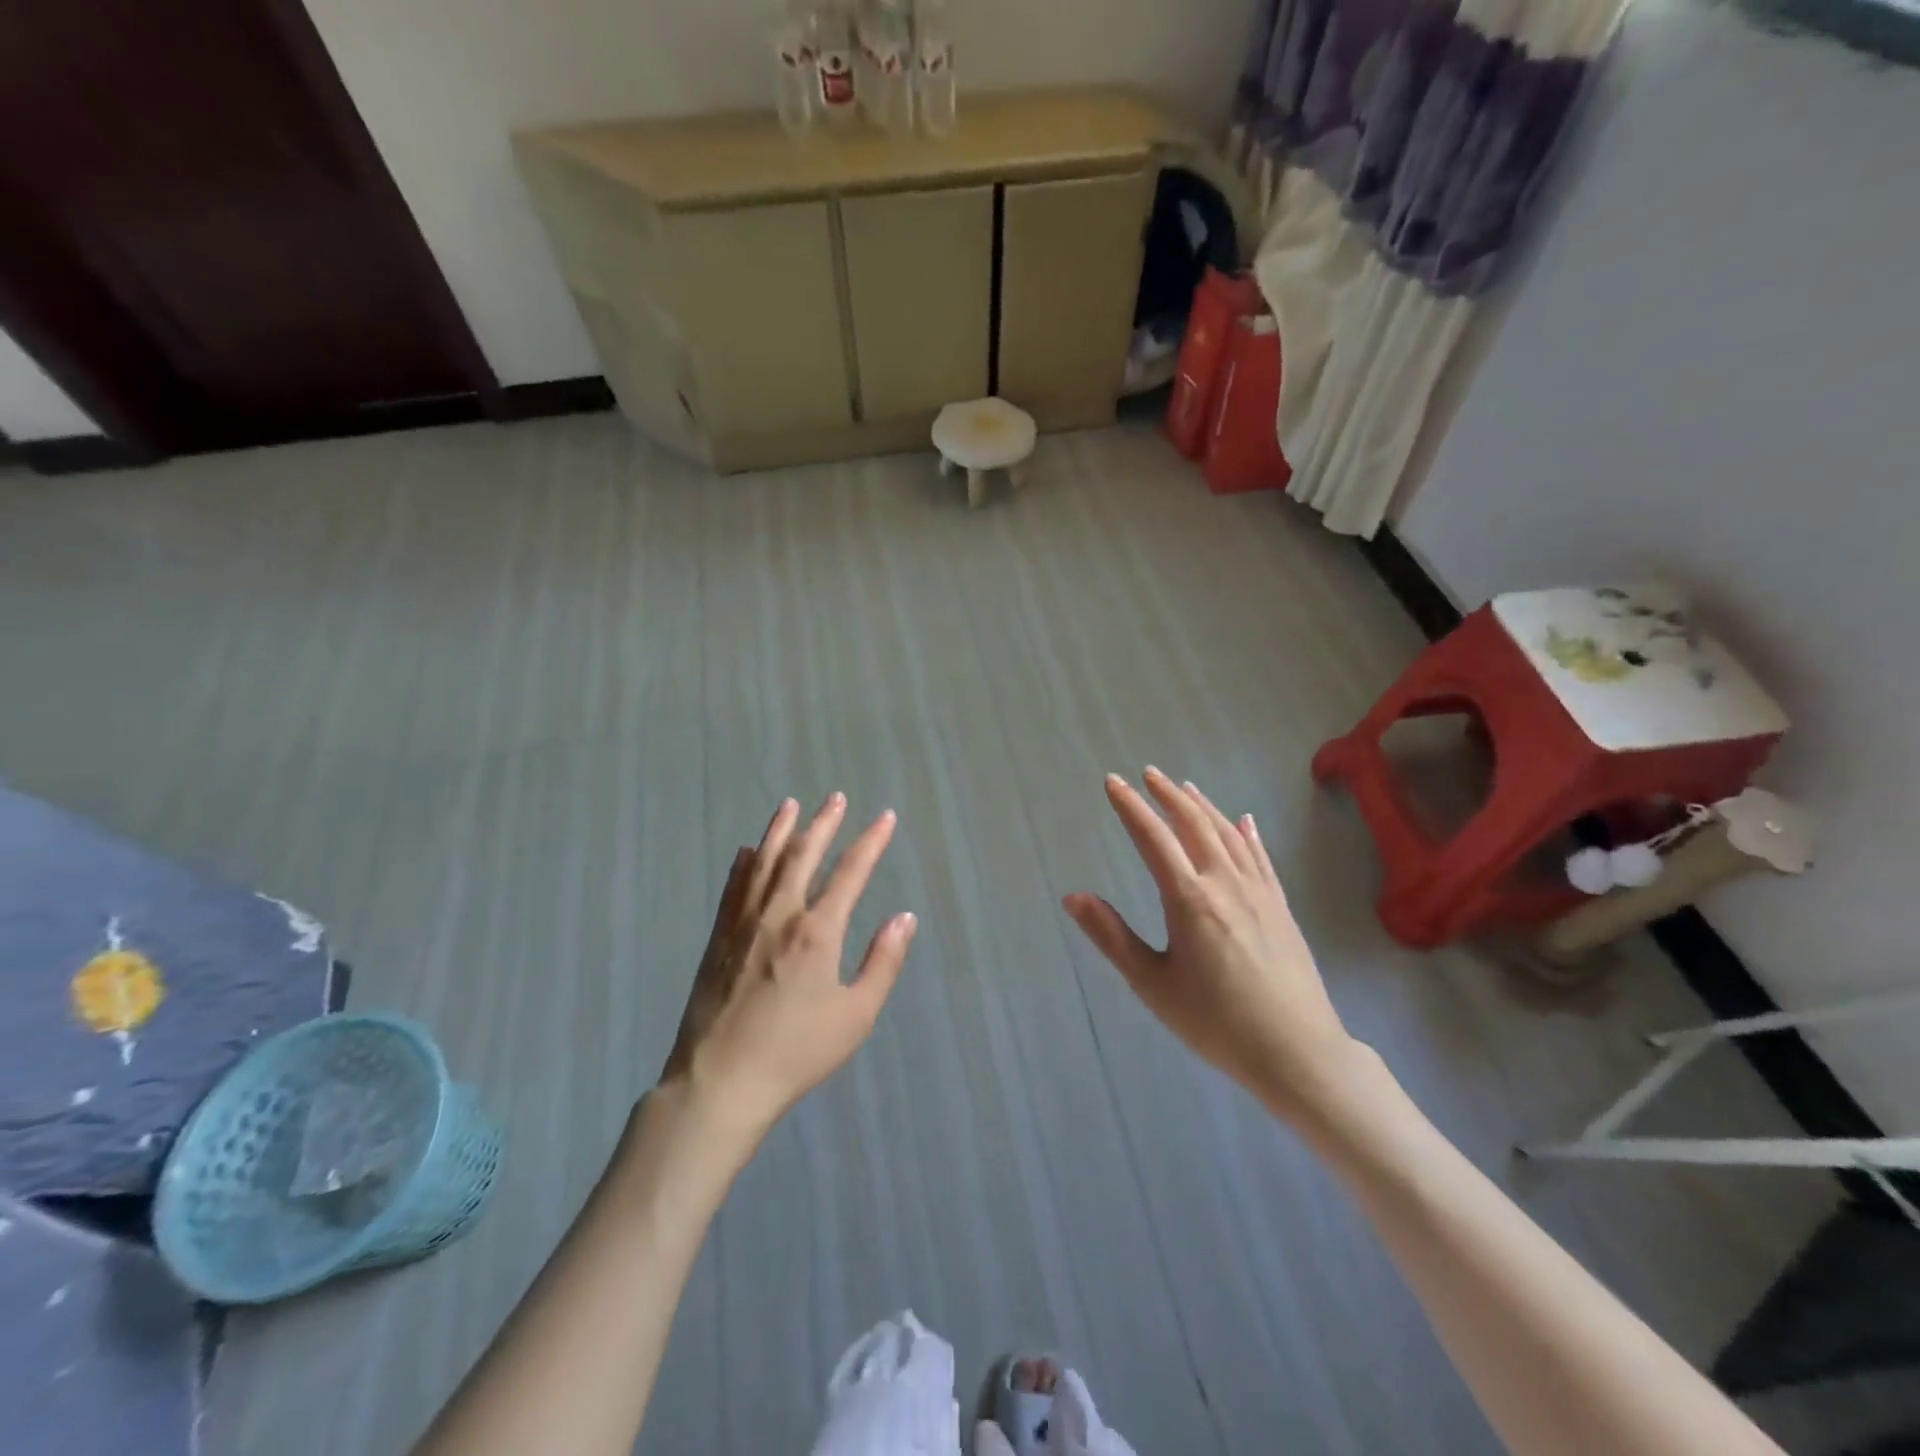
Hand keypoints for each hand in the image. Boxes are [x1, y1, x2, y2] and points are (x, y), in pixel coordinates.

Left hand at [661, 793, 916, 1144]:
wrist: (719, 1081)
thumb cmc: (796, 1052)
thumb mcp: (855, 1015)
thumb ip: (882, 962)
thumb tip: (904, 917)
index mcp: (817, 931)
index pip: (851, 872)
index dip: (871, 841)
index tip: (885, 817)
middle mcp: (780, 913)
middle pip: (803, 854)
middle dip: (824, 822)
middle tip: (836, 797)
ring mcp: (743, 922)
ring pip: (764, 861)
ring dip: (781, 829)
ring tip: (791, 804)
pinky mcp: (718, 937)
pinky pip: (734, 886)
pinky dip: (745, 862)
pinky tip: (749, 850)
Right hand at [1064, 768, 1358, 1119]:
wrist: (1298, 1053)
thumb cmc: (1216, 1023)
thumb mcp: (1153, 984)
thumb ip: (1112, 936)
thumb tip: (1073, 897)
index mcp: (1189, 899)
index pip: (1153, 838)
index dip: (1130, 807)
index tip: (1113, 782)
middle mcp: (1225, 883)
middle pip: (1193, 824)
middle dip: (1167, 795)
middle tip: (1148, 773)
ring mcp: (1258, 892)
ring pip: (1227, 834)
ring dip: (1203, 806)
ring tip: (1184, 787)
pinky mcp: (1280, 907)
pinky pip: (1260, 857)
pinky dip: (1246, 834)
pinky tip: (1243, 821)